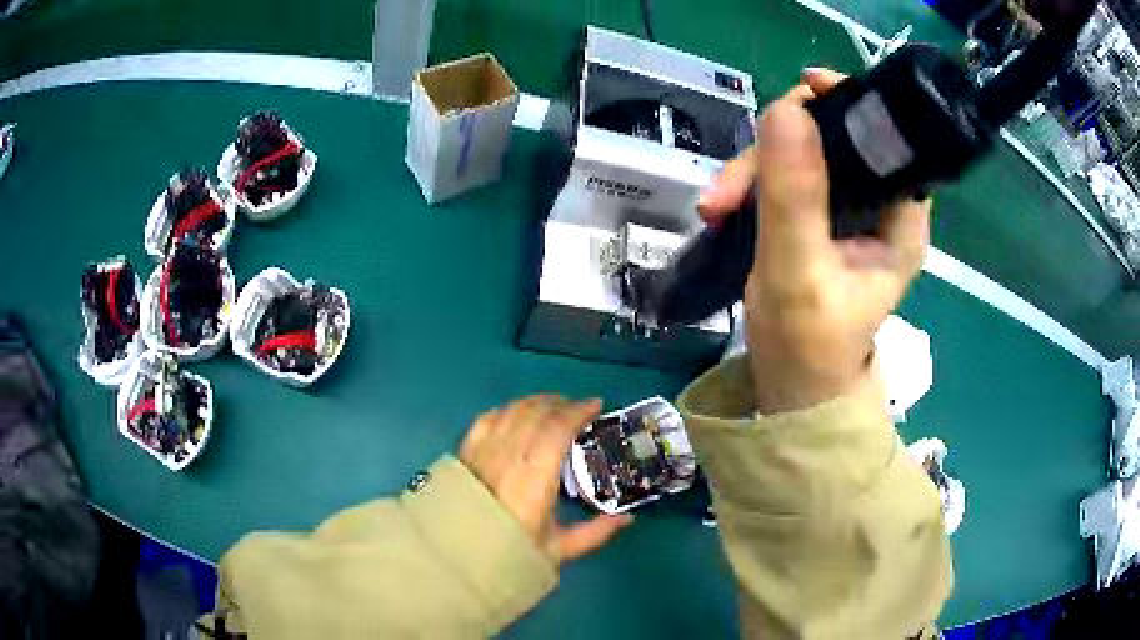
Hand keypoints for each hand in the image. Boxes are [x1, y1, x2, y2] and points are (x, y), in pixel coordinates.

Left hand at [459, 395, 632, 564]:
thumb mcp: (558, 550)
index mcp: (535, 481)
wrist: (459, 558)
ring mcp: (483, 452)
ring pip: (511, 412)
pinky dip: (506, 410)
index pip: (557, 431)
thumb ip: (595, 532)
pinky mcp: (465, 453)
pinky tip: (515, 413)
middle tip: (577, 407)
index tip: (596, 406)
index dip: (578, 412)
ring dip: (535, 403)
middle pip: (535, 414)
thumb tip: (627, 517)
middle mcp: (508, 458)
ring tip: (551, 406)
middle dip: (560, 404)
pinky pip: (487, 419)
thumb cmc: (510, 554)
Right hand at [699, 68, 931, 413]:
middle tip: (731, 186)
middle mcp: (882, 207)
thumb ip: (795, 194)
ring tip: (716, 207)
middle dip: (780, 148)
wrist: (792, 388)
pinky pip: (786, 176)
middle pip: (836, 140)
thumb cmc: (808, 345)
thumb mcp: (798, 271)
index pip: (887, 138)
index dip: (849, 105)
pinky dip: (752, 184)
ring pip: (803, 155)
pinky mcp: (820, 218)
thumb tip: (786, 108)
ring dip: (755, 169)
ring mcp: (849, 211)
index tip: (803, 91)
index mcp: (901, 218)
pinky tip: (724, 207)